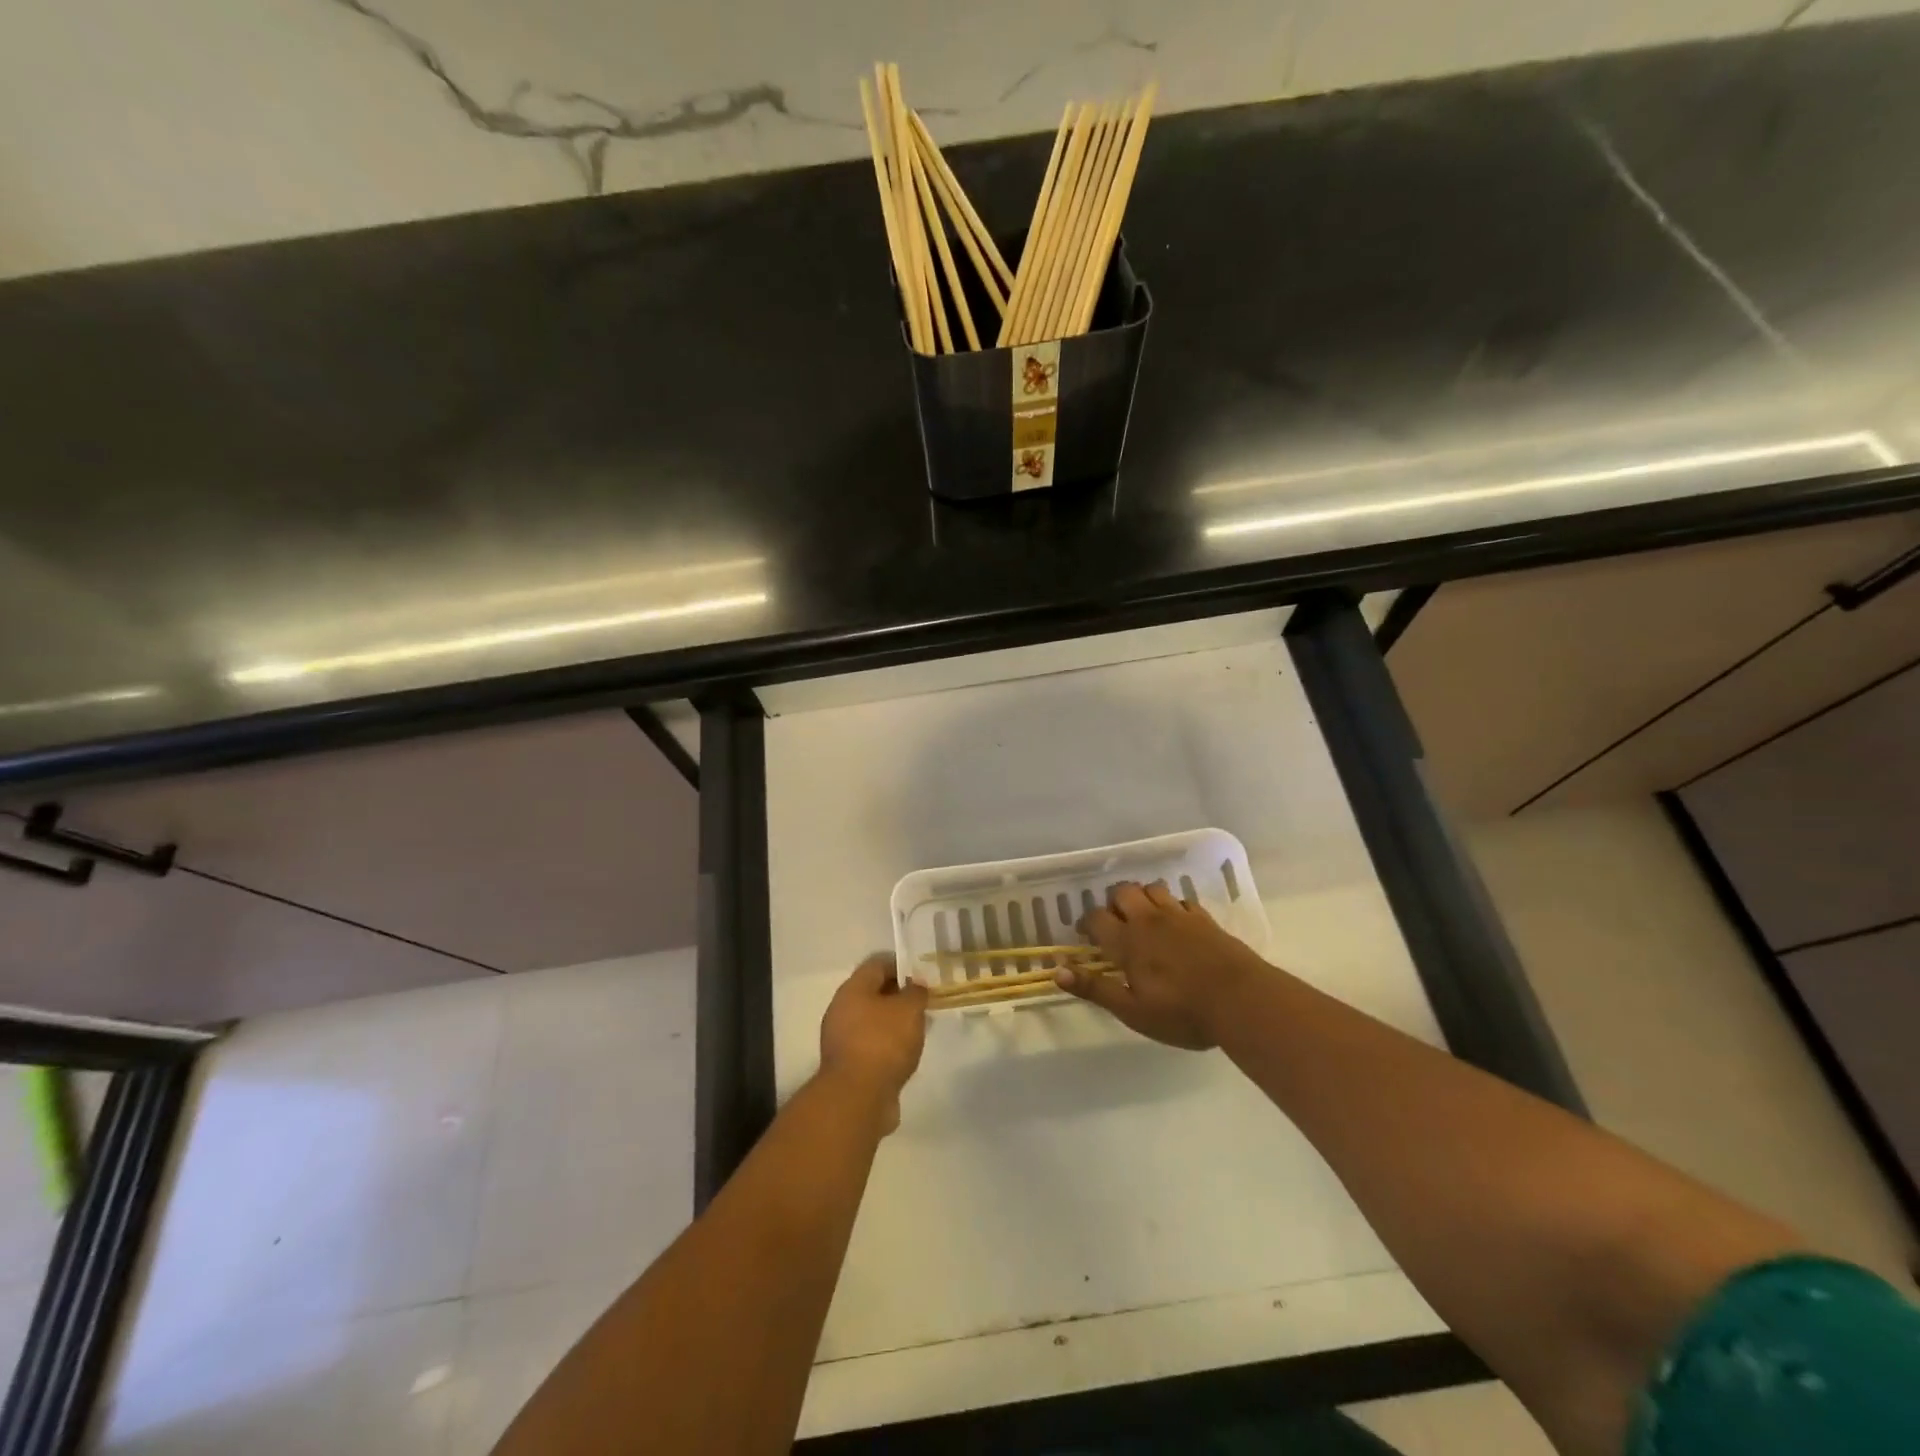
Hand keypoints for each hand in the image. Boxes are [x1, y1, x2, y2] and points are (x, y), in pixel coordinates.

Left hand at [818, 954, 927, 1133]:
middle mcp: (841, 1010)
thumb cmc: (883, 1043)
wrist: (857, 1098)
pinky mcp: (847, 1065)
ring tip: (919, 1029)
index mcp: (852, 990)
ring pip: (872, 1020)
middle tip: (923, 1002)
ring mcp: (842, 1039)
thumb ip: (916, 993)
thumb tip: (915, 987)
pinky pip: (871, 1044)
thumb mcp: (909, 1010)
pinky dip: (888, 1045)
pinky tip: (906, 1053)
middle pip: (873, 992)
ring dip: (894, 1022)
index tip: (922, 975)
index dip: (901, 964)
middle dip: (899, 995)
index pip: (877, 964)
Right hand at [1057, 881, 1267, 1049]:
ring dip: (1142, 898)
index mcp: (1128, 941)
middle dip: (1114, 903)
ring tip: (1143, 919)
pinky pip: (1181, 900)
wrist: (1241, 1001)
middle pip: (1123, 892)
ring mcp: (1179, 915)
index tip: (1086, 936)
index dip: (1087, 923)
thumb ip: (1095, 989)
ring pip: (1152, 888)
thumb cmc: (1182, 1012)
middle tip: (1115, 924)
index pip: (1097, 918)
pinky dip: (1172, 906)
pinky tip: (1175, 923)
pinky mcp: (1204, 919)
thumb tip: (1057, 971)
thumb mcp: (1132, 1011)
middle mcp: (1149, 920)